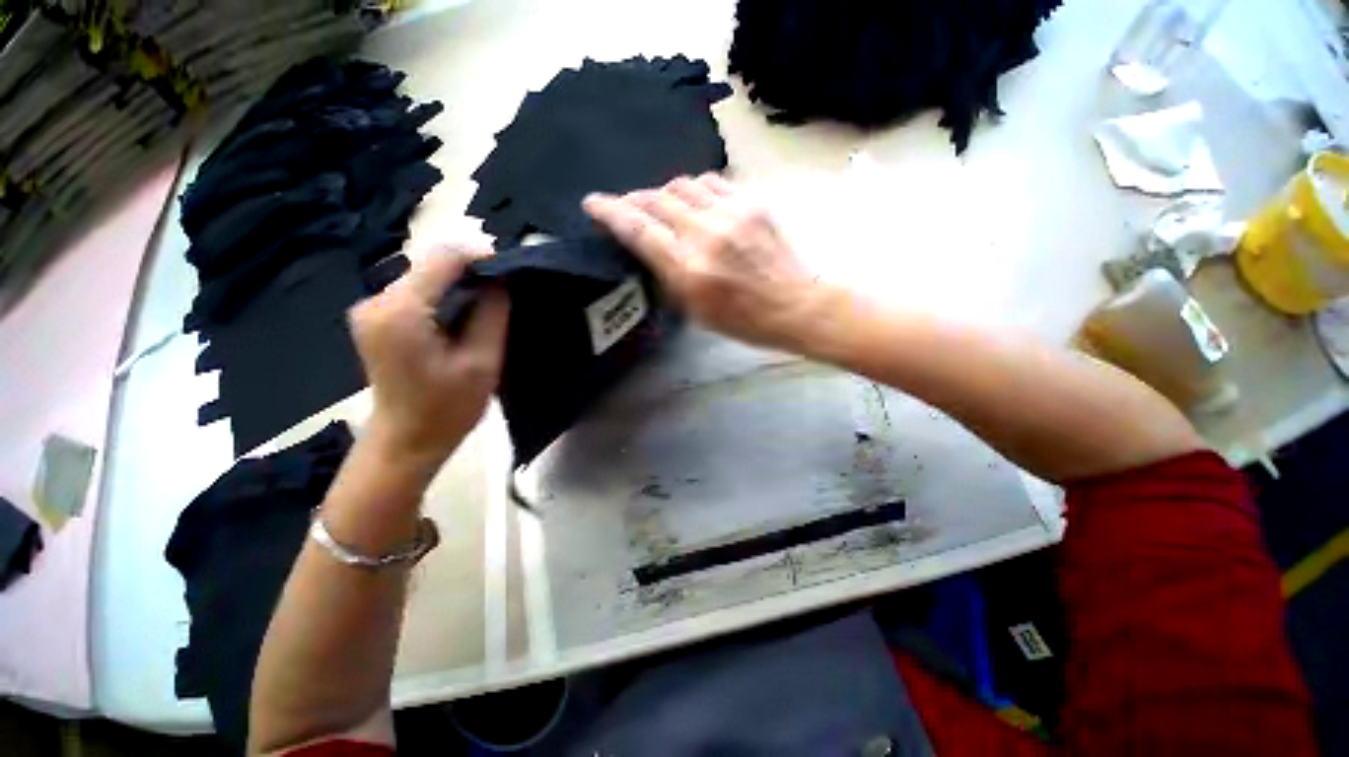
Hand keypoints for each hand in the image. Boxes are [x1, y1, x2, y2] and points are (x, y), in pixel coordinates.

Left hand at [348, 243, 509, 475]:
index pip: (443, 258)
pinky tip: (465, 312)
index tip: (511, 269)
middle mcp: (376, 301)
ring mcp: (371, 309)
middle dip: (471, 270)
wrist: (406, 442)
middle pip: (430, 263)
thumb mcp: (482, 361)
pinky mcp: (376, 318)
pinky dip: (445, 294)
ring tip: (492, 300)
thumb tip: (501, 280)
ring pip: (424, 276)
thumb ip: (492, 313)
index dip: (481, 256)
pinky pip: (416, 292)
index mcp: (401, 311)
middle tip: (506, 288)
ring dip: (460, 282)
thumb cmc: (447, 408)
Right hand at [583, 174, 823, 351]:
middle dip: (634, 200)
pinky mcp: (751, 202)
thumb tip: (648, 245)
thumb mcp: (695, 310)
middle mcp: (706, 234)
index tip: (593, 203)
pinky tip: (694, 200)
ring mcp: (731, 213)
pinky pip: (712, 181)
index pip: (639, 229)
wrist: (794, 306)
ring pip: (682, 184)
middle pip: (656, 199)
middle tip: (626, 207)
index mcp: (689, 270)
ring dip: (664, 193)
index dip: (610, 212)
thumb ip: (668, 274)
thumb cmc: (743, 320)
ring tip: (661, 205)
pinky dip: (694, 188)